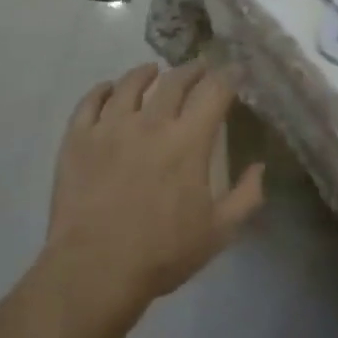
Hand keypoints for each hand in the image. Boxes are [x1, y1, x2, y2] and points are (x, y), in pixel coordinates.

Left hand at [45, 60, 265, 309]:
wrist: (94, 269)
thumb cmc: (161, 253)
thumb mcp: (218, 233)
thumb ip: (246, 196)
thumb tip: (259, 166)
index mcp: (188, 141)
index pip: (214, 92)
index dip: (228, 77)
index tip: (235, 71)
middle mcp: (150, 122)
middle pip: (174, 81)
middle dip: (191, 70)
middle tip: (199, 69)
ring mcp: (110, 127)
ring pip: (129, 84)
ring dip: (146, 73)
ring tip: (153, 71)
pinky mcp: (78, 138)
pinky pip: (90, 101)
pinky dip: (103, 90)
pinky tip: (109, 89)